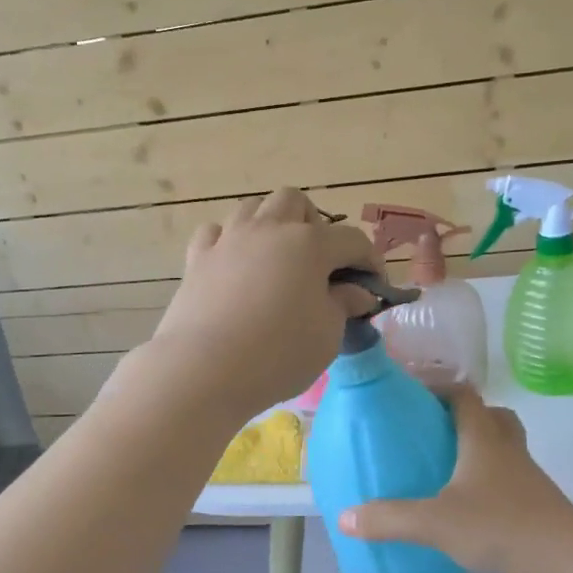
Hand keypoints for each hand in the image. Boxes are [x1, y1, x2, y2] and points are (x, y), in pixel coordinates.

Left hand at [140, 189, 382, 419]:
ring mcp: (228, 240)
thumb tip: (357, 292)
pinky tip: (234, 266)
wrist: (204, 369)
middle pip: (295, 203)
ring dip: (270, 226)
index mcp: (310, 244)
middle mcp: (268, 229)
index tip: (375, 288)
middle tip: (319, 264)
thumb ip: (344, 306)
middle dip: (314, 226)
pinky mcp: (197, 259)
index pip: (352, 241)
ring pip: (253, 209)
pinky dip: (229, 242)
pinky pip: (215, 233)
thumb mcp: (327, 335)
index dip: (370, 262)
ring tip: (276, 260)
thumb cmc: (278, 354)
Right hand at [339, 386, 572, 572]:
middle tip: (434, 432)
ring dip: (479, 450)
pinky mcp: (535, 505)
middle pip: (493, 417)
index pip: (465, 395)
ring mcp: (527, 478)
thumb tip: (344, 518)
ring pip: (504, 449)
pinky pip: (508, 480)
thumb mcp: (433, 522)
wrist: (564, 563)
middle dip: (465, 417)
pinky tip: (467, 507)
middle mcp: (508, 450)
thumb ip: (388, 518)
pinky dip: (488, 483)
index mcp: (484, 439)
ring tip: (446, 469)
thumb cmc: (497, 526)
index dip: (441, 387)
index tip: (414, 394)